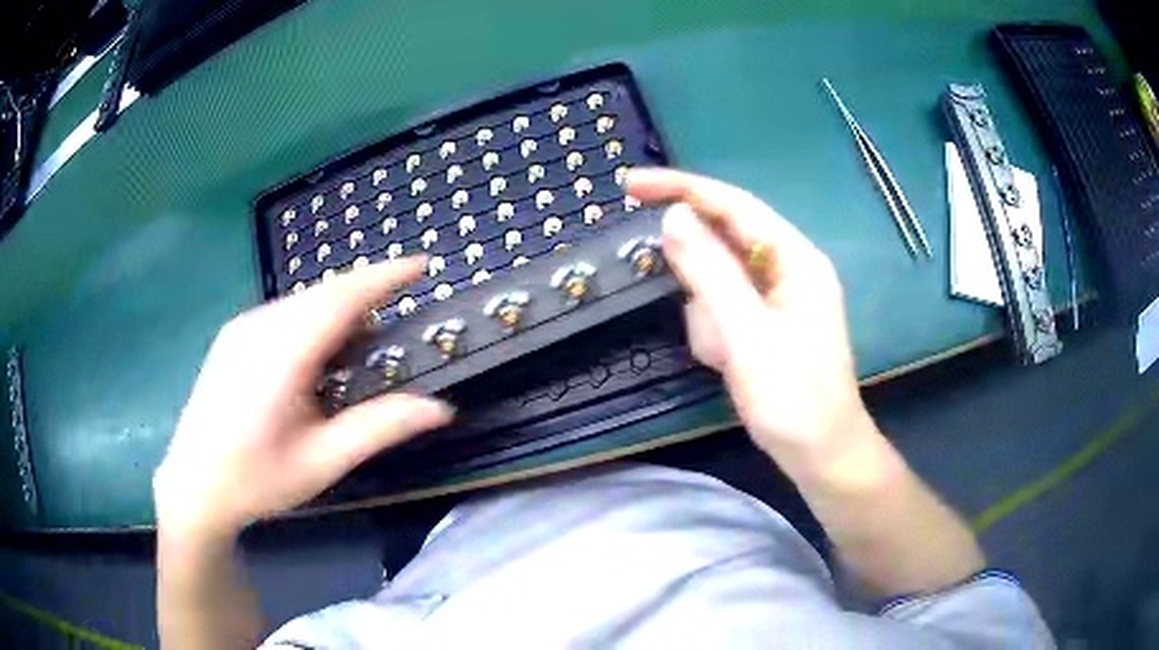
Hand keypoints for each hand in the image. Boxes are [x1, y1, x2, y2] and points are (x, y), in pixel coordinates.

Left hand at [154, 258, 452, 540]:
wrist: (194, 485)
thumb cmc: (258, 479)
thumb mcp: (323, 461)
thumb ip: (380, 428)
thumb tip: (440, 408)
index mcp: (280, 356)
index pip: (341, 299)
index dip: (384, 277)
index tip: (421, 265)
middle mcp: (258, 327)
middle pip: (323, 295)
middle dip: (365, 297)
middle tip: (396, 322)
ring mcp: (241, 327)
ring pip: (302, 302)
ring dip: (338, 313)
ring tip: (358, 351)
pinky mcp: (233, 335)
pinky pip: (283, 313)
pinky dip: (312, 322)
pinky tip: (316, 359)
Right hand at [628, 169, 871, 470]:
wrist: (821, 454)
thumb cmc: (791, 398)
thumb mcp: (745, 334)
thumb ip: (709, 272)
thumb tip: (674, 216)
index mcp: (795, 258)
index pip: (734, 205)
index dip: (682, 189)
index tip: (631, 186)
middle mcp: (790, 267)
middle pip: (727, 242)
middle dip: (698, 277)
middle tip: (688, 308)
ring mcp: (780, 296)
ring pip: (720, 281)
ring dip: (709, 316)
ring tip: (725, 357)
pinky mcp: (769, 321)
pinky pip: (727, 308)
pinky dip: (717, 332)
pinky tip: (728, 363)